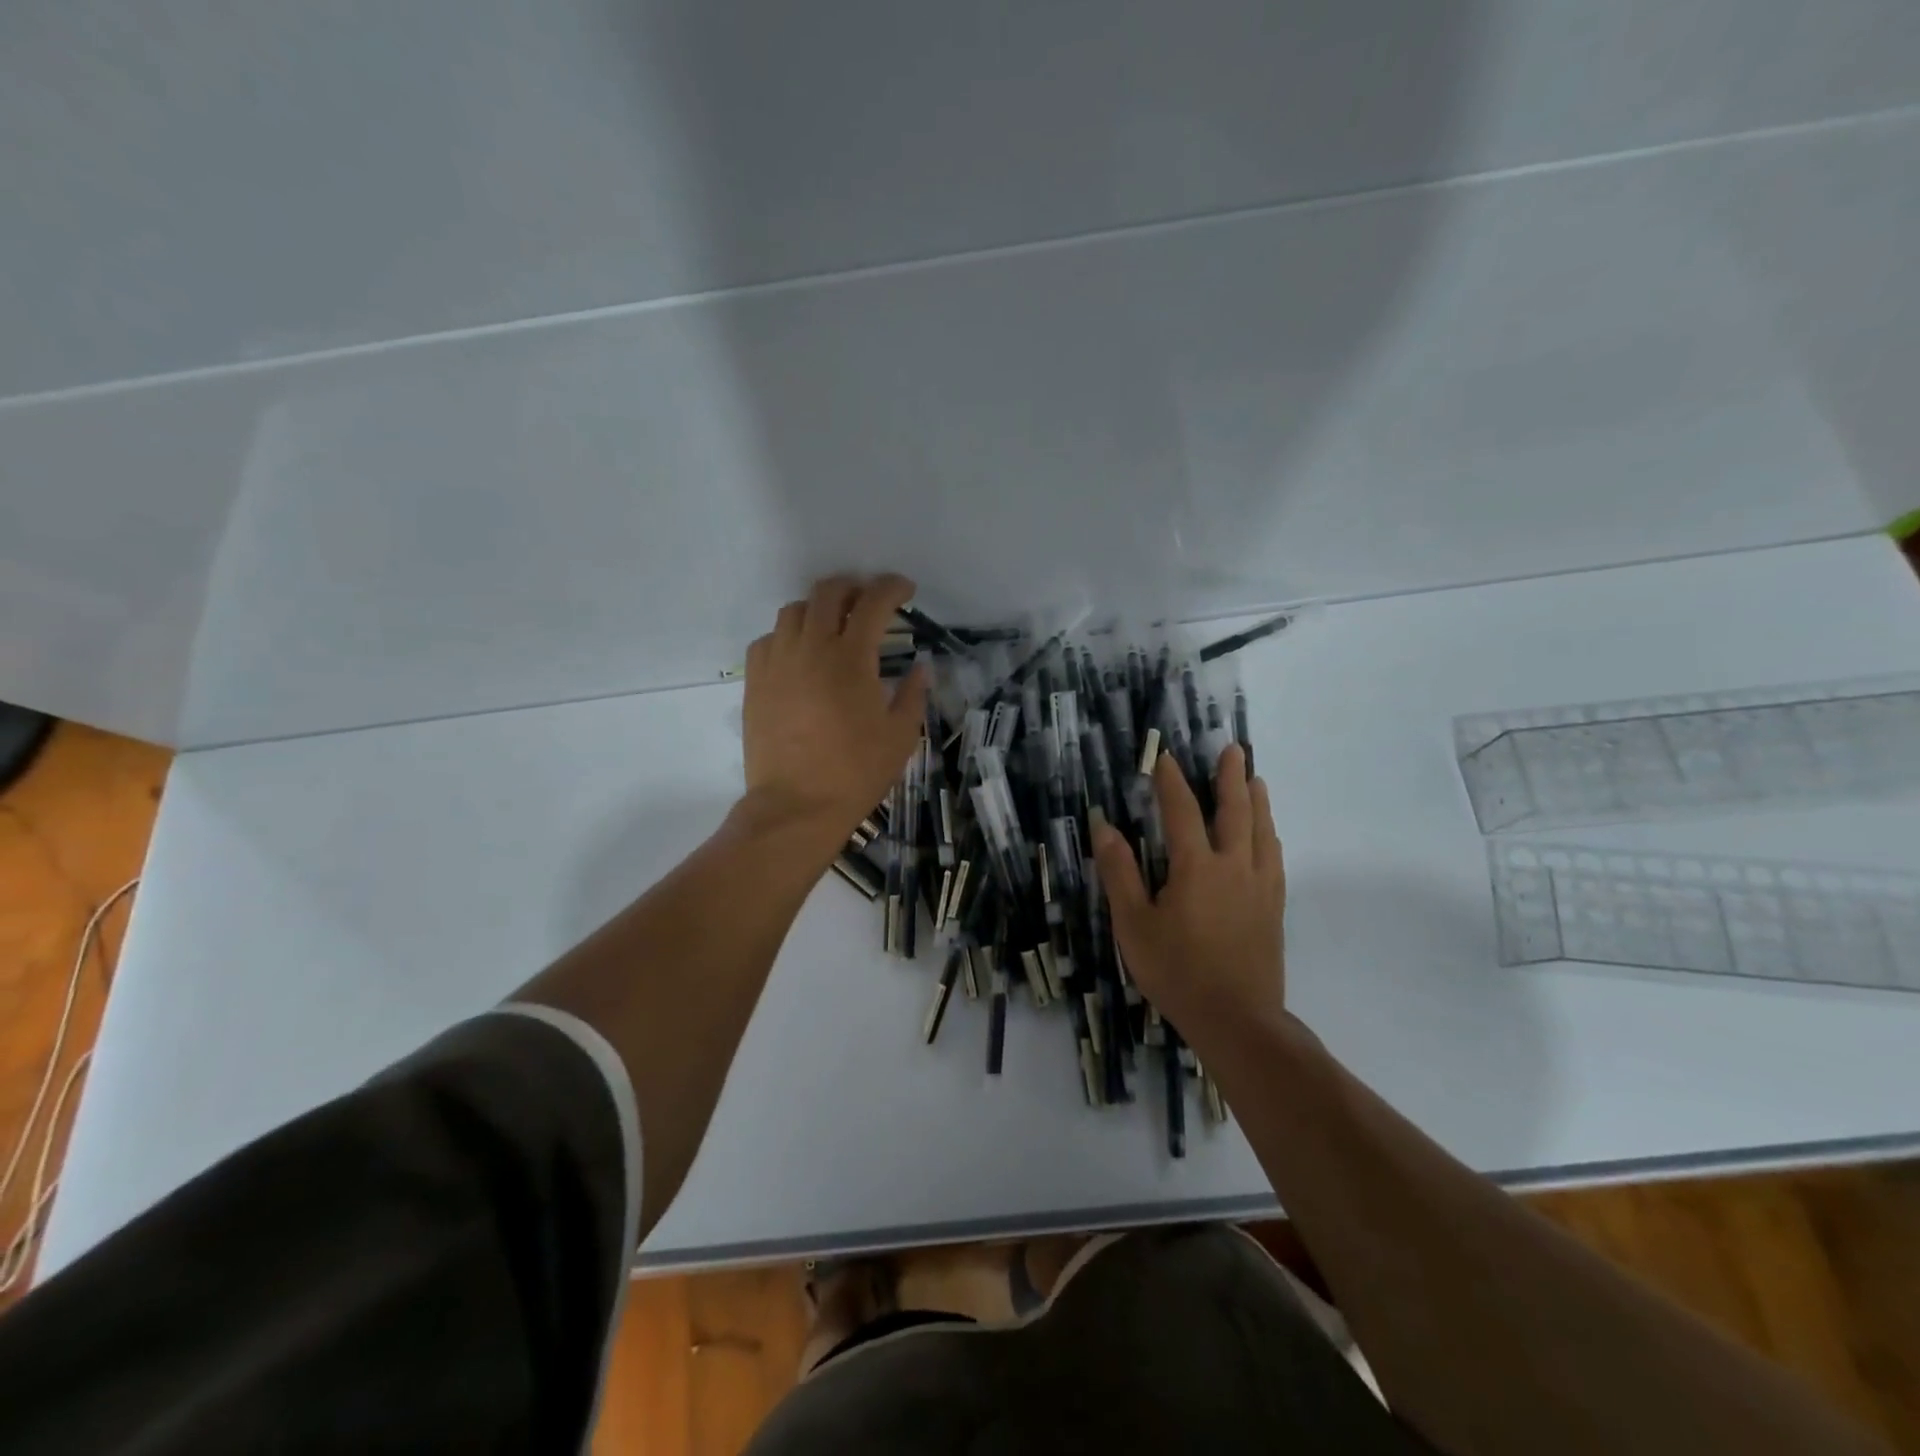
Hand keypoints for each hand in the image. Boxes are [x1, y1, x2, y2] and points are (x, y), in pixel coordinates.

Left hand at [738, 574, 927, 849]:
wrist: (797, 805)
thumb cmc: (856, 772)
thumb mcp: (900, 736)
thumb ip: (913, 694)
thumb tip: (921, 668)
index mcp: (851, 658)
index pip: (873, 603)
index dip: (892, 588)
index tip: (905, 590)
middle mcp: (811, 648)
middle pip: (828, 593)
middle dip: (853, 586)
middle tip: (868, 600)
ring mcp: (777, 662)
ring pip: (793, 610)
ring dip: (818, 608)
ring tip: (832, 625)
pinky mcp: (754, 681)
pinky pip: (768, 640)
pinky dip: (788, 636)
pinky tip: (800, 655)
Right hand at [1091, 744, 1286, 1040]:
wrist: (1236, 1019)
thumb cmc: (1176, 971)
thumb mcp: (1133, 924)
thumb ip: (1119, 873)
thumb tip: (1104, 826)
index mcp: (1196, 867)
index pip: (1182, 811)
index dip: (1172, 781)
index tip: (1165, 757)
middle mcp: (1233, 866)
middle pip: (1235, 811)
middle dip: (1231, 777)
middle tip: (1233, 750)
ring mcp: (1259, 886)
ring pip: (1262, 831)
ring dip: (1257, 800)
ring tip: (1256, 778)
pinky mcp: (1273, 907)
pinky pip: (1274, 858)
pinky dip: (1269, 835)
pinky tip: (1268, 834)